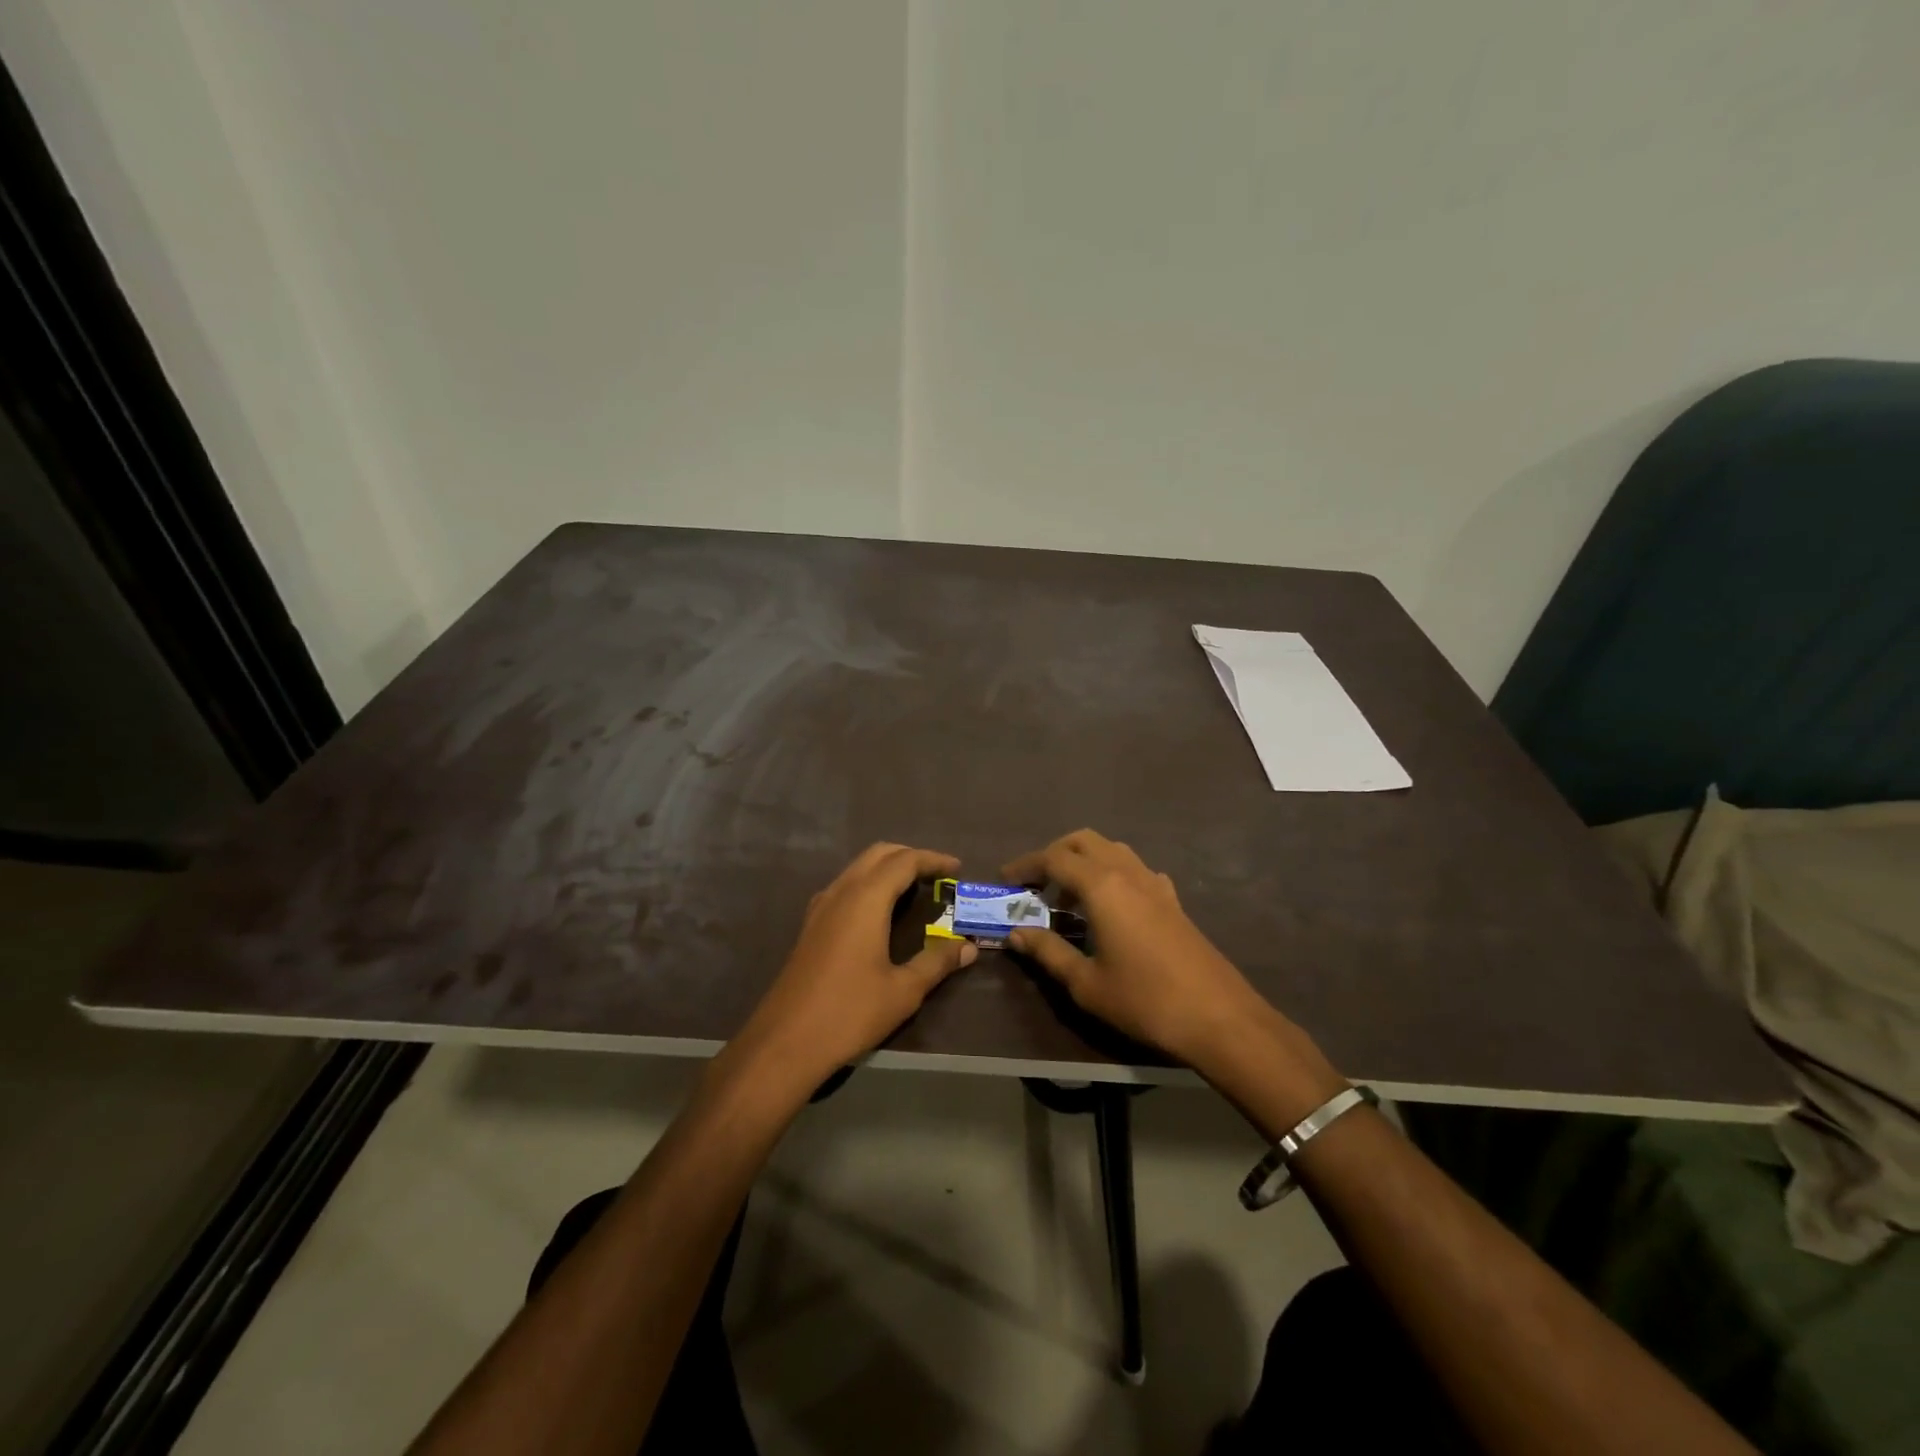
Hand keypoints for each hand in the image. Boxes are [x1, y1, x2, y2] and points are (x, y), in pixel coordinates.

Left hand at [732, 843, 976, 1091]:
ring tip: (914, 890)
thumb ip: (937, 962)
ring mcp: (820, 907)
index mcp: (865, 899)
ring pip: (858, 868)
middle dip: (910, 857)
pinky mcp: (810, 925)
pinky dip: (869, 885)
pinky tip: (879, 913)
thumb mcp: (903, 990)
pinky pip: (844, 887)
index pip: (904, 861)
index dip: (933, 860)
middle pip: (878, 854)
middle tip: (937, 875)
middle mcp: (841, 892)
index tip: (957, 869)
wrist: (785, 1042)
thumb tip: (968, 947)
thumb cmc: (849, 1012)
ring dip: (887, 869)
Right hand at [1002, 829, 1273, 1070]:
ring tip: (1068, 897)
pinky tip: (1111, 907)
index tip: (1006, 881)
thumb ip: (1048, 952)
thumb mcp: (1086, 983)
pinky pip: (1135, 869)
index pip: (1054, 858)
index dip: (1025, 865)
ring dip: (1084, 861)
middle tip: (1036, 884)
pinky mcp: (1173, 899)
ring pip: (1112, 849)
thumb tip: (1017, 933)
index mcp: (1102, 886)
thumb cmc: (1145, 1000)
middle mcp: (1127, 872)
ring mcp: (1155, 883)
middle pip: (1083, 841)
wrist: (1219, 1017)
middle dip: (1054, 854)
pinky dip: (1112, 874)